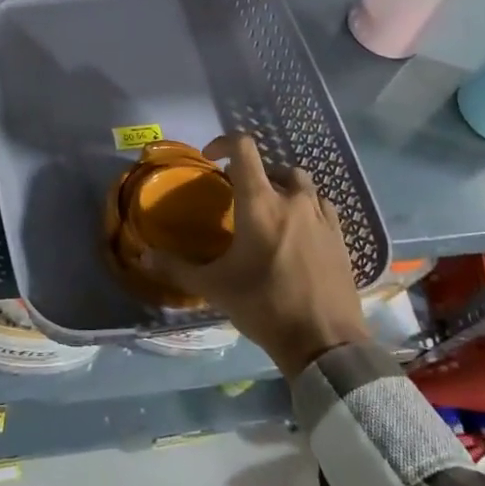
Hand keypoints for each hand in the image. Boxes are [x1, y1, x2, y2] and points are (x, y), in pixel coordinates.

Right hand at [138, 133, 368, 376]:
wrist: (325, 342)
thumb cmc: (264, 306)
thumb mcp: (214, 287)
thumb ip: (177, 268)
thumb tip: (143, 255)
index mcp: (260, 203)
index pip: (244, 148)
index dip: (224, 142)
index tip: (210, 158)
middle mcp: (293, 200)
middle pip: (273, 166)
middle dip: (253, 173)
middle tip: (238, 196)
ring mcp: (322, 217)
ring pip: (301, 184)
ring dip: (282, 187)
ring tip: (269, 211)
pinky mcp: (341, 237)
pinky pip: (322, 207)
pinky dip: (306, 207)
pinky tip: (298, 232)